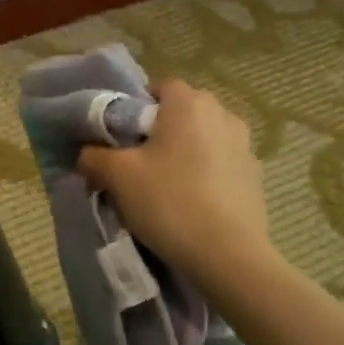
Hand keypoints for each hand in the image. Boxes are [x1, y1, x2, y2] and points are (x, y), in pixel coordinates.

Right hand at [77, 81, 273, 296]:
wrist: (228, 257)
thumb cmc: (169, 201)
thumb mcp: (116, 176)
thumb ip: (94, 156)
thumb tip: (87, 155)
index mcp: (190, 103)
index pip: (158, 88)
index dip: (135, 108)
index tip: (120, 138)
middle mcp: (223, 115)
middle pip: (181, 113)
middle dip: (158, 132)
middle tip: (136, 163)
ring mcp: (245, 147)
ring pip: (202, 140)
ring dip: (183, 154)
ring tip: (164, 187)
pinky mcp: (255, 178)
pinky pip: (220, 165)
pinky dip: (204, 177)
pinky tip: (191, 205)